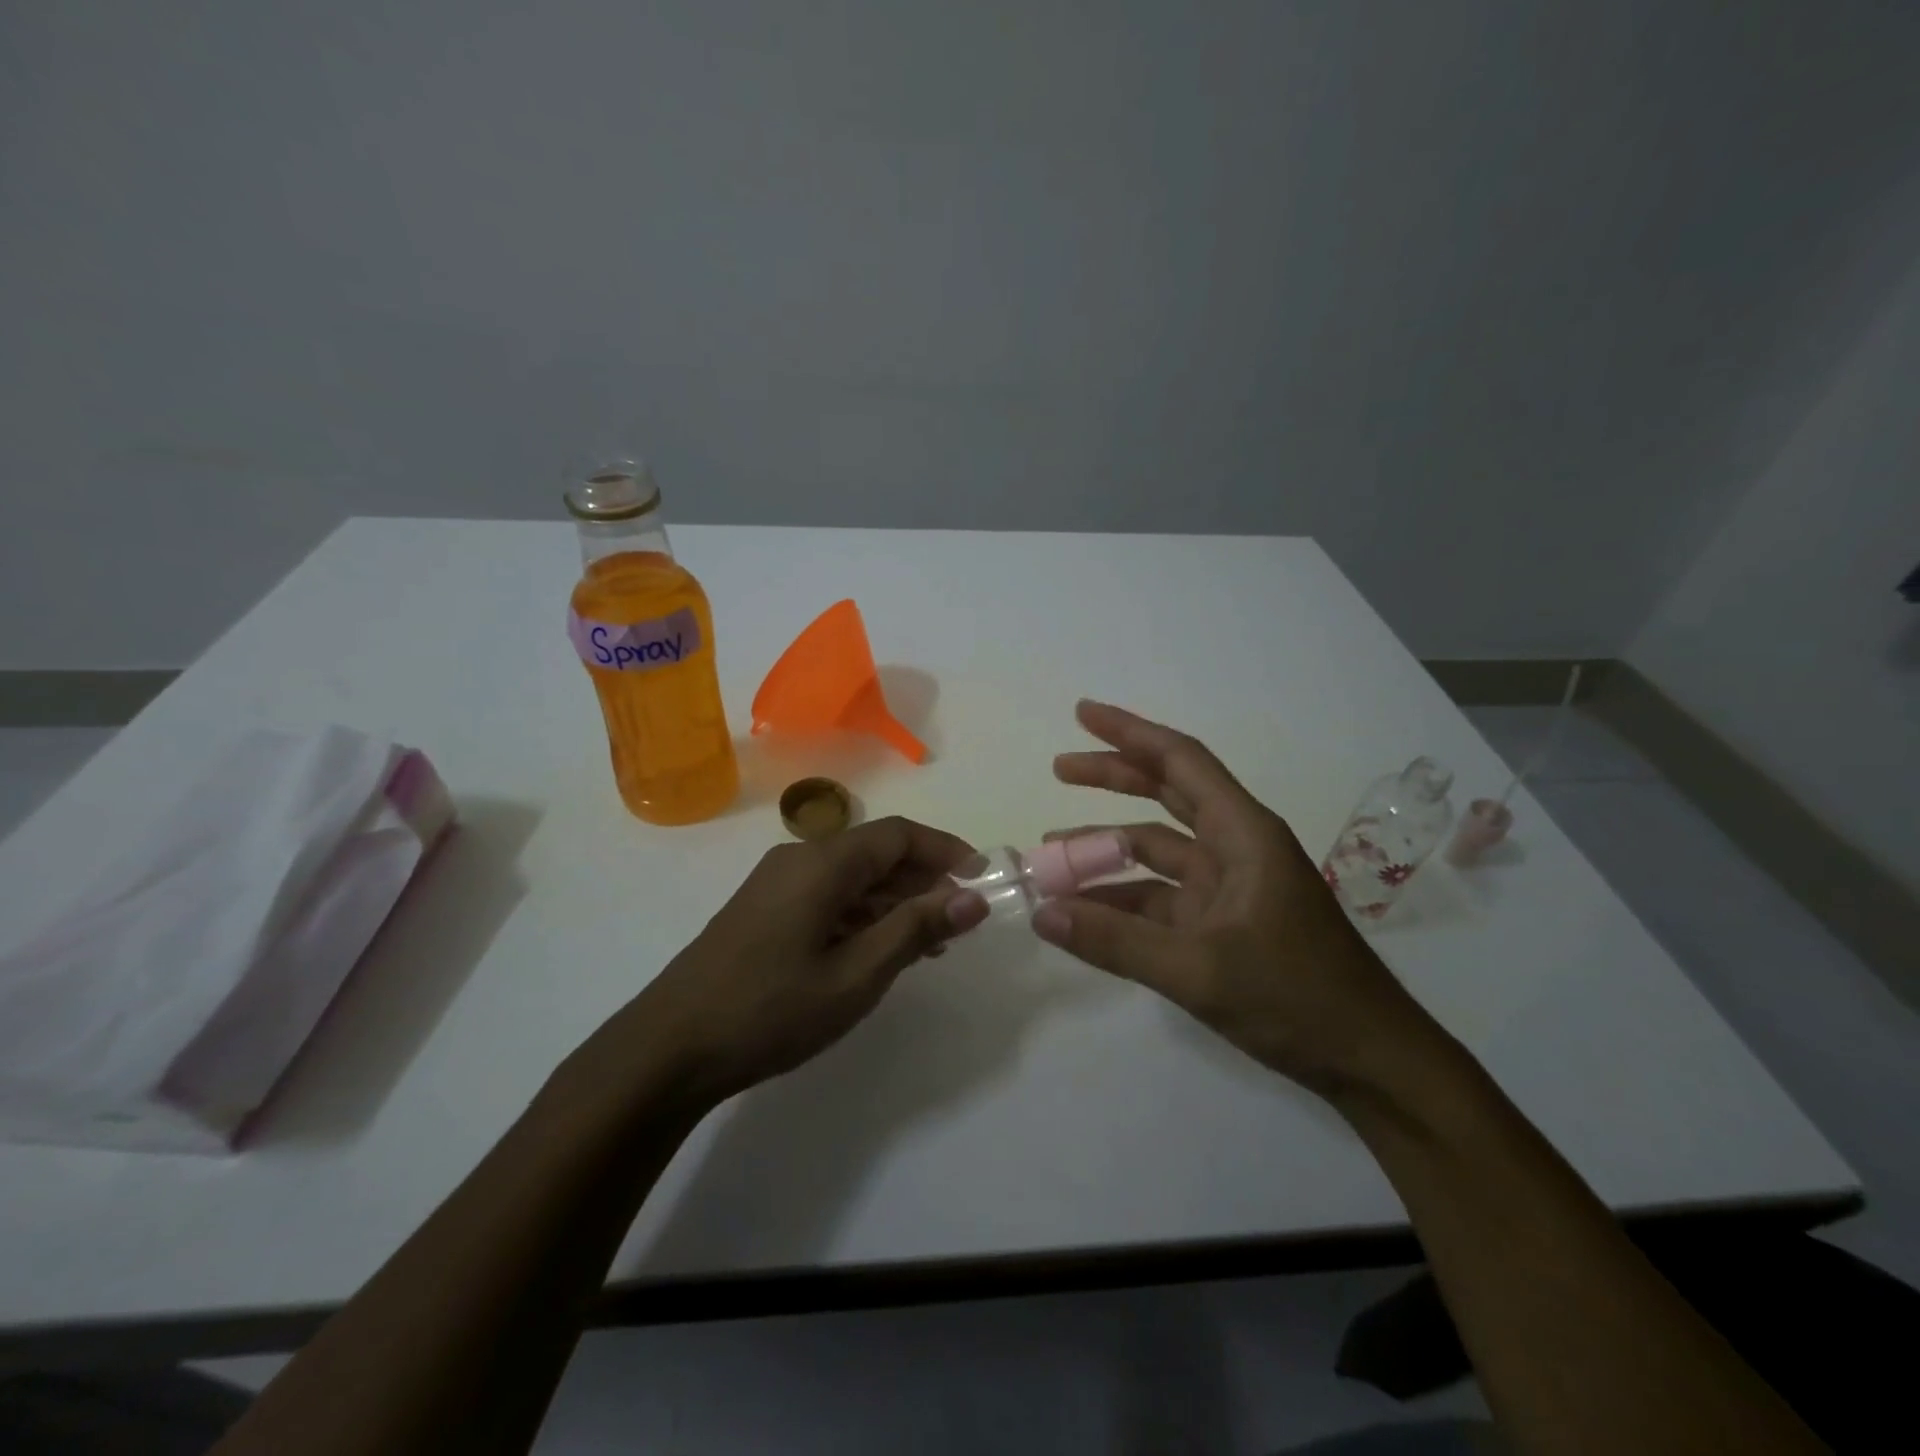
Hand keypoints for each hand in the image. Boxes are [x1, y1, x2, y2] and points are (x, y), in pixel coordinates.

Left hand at [597, 817, 987, 1106]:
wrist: (669, 1049)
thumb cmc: (771, 1010)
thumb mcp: (856, 975)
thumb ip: (915, 929)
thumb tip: (972, 898)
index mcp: (823, 862)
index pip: (899, 834)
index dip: (946, 851)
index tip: (982, 879)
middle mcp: (800, 858)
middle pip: (876, 852)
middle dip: (924, 879)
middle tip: (961, 920)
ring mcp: (777, 884)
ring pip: (852, 876)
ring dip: (895, 900)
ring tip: (931, 943)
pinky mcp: (764, 909)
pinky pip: (828, 896)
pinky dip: (863, 914)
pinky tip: (880, 950)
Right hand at [1038, 700, 1446, 1099]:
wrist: (1370, 1061)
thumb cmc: (1297, 998)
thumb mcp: (1199, 970)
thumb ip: (1115, 942)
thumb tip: (1042, 914)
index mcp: (1242, 834)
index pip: (1180, 761)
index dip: (1129, 733)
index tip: (1082, 715)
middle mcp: (1235, 848)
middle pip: (1166, 794)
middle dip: (1112, 778)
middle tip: (1058, 769)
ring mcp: (1228, 888)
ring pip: (1157, 850)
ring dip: (1108, 850)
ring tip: (1053, 855)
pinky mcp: (1222, 924)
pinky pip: (1161, 898)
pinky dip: (1123, 900)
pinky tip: (1084, 913)